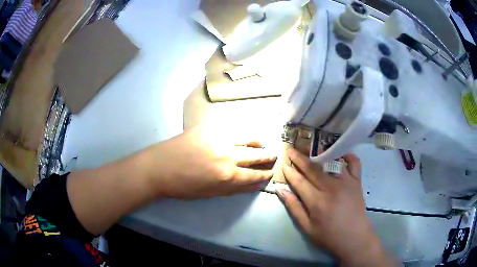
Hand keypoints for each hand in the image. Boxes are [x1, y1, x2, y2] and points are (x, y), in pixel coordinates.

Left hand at [142, 125, 275, 198]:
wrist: (159, 167)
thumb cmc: (183, 186)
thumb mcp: (211, 193)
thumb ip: (234, 188)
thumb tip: (254, 184)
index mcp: (227, 175)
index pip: (254, 175)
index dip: (264, 174)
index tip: (271, 172)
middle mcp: (228, 155)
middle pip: (256, 154)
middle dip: (268, 156)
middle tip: (275, 155)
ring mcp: (219, 137)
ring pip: (248, 136)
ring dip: (260, 140)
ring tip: (265, 142)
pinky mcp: (209, 126)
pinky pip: (233, 126)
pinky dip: (243, 130)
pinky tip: (247, 132)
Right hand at [277, 149, 393, 265]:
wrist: (354, 238)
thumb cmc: (329, 236)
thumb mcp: (307, 227)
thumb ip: (294, 207)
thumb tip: (280, 190)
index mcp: (317, 201)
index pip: (300, 181)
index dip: (290, 172)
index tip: (284, 164)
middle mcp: (332, 188)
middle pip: (313, 169)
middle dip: (300, 158)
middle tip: (291, 150)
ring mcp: (346, 182)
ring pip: (331, 163)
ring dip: (320, 153)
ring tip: (311, 148)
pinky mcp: (357, 182)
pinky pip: (354, 163)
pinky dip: (348, 156)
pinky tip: (340, 154)